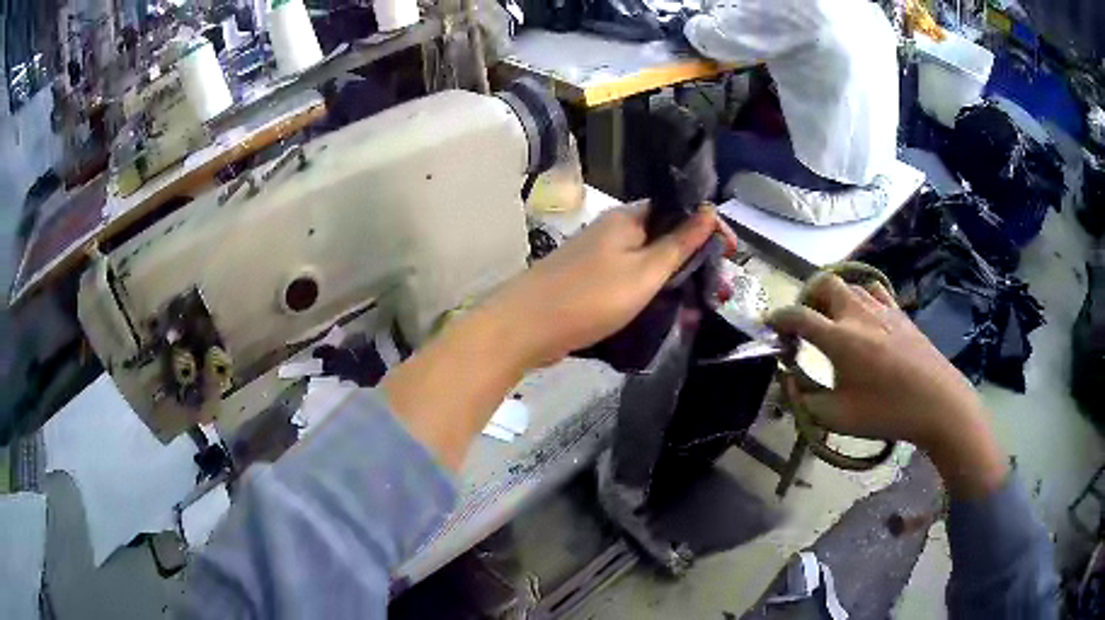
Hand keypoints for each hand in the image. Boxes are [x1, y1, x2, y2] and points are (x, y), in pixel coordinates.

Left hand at [483, 202, 736, 369]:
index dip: (708, 229)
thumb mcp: (644, 272)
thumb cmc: (589, 297)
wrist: (525, 328)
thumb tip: (710, 210)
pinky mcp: (594, 284)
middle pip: (667, 239)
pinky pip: (633, 283)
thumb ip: (679, 243)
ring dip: (678, 283)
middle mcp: (616, 232)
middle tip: (720, 292)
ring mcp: (602, 259)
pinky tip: (670, 316)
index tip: (731, 254)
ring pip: (651, 265)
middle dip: (697, 262)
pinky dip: (654, 296)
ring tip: (701, 310)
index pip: (679, 211)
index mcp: (628, 219)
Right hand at [767, 273, 1006, 497]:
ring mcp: (881, 308)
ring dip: (834, 296)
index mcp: (838, 338)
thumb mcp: (838, 418)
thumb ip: (806, 400)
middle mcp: (857, 313)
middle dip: (808, 296)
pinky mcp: (900, 312)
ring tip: (834, 319)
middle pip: (825, 283)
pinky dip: (861, 297)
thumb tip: (789, 383)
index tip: (771, 326)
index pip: (798, 316)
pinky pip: (874, 291)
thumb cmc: (885, 412)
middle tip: (806, 320)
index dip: (779, 318)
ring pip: (850, 284)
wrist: (937, 402)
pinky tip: (865, 318)